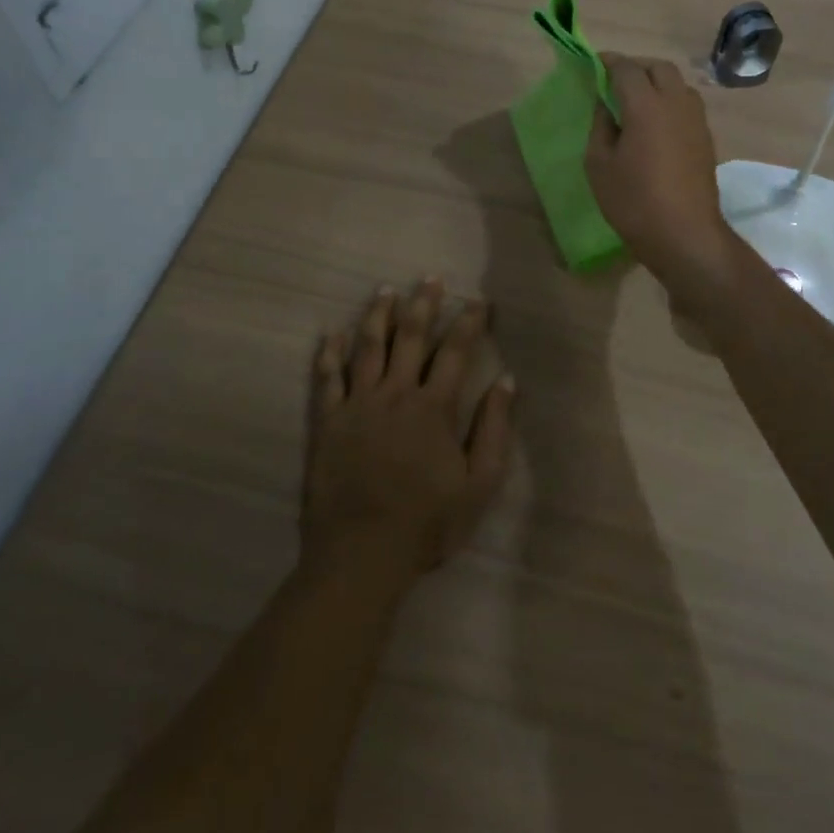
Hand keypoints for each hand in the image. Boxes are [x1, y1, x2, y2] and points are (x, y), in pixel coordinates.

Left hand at [302, 280, 515, 588]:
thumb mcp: (478, 485)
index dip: (468, 323)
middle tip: (429, 278)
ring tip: (385, 290)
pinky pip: (327, 379)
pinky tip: (331, 334)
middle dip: (423, 304)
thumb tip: (507, 381)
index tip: (478, 300)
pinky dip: (329, 354)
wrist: (361, 554)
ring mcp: (357, 405)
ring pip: (367, 348)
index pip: (455, 352)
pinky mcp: (328, 422)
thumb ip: (494, 430)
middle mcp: (395, 394)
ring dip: (378, 316)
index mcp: (433, 408)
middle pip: (410, 337)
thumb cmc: (426, 522)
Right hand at [586, 55, 735, 286]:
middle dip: (636, 67)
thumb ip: (600, 126)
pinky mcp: (706, 139)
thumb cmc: (633, 201)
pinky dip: (669, 102)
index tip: (594, 64)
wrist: (685, 234)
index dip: (608, 62)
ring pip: (677, 84)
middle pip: (659, 68)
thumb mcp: (599, 164)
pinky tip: (655, 124)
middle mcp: (676, 103)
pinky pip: (686, 105)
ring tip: (636, 101)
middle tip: (615, 81)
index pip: (627, 68)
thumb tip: (605, 105)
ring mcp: (696, 120)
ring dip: (656, 83)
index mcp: (646, 105)